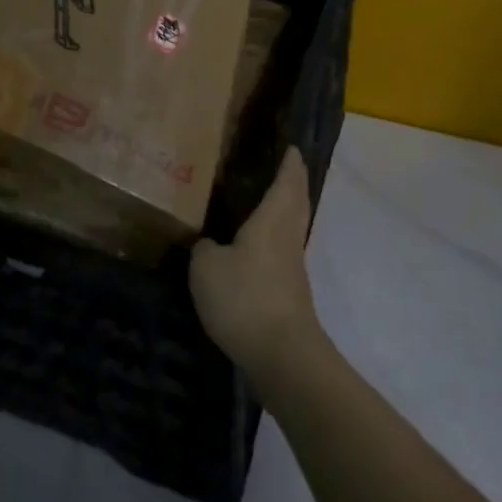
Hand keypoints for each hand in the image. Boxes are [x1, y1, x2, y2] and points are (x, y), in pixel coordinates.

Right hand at [190, 148, 324, 388]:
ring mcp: (294, 266)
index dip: (290, 163)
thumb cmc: (245, 297)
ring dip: (289, 210)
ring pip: (294, 227)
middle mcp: (289, 236)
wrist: (282, 354)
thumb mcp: (207, 267)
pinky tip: (260, 248)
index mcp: (273, 219)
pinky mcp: (291, 293)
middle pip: (297, 201)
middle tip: (287, 167)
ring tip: (272, 201)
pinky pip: (285, 252)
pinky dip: (278, 239)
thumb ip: (204, 248)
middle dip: (294, 182)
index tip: (293, 147)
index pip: (286, 181)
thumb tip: (209, 244)